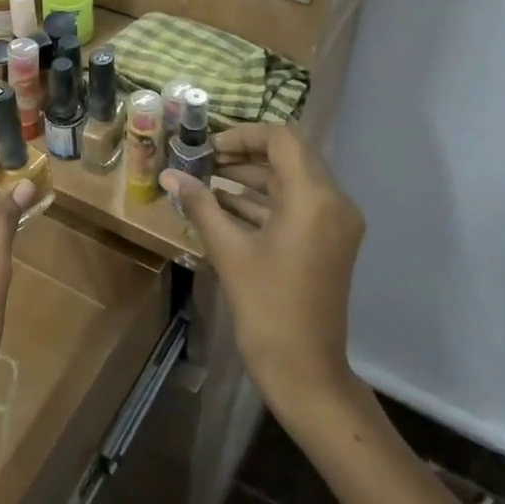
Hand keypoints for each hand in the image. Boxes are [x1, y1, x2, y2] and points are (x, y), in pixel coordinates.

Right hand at [161, 123, 364, 419]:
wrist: (305, 369)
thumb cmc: (266, 306)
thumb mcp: (228, 250)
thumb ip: (200, 204)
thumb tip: (169, 174)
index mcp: (314, 197)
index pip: (281, 138)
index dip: (241, 134)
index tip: (206, 147)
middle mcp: (333, 201)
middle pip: (288, 155)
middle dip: (243, 154)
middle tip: (202, 160)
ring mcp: (335, 222)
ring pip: (291, 180)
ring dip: (251, 176)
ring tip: (205, 180)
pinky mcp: (329, 241)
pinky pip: (296, 205)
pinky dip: (263, 200)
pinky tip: (223, 206)